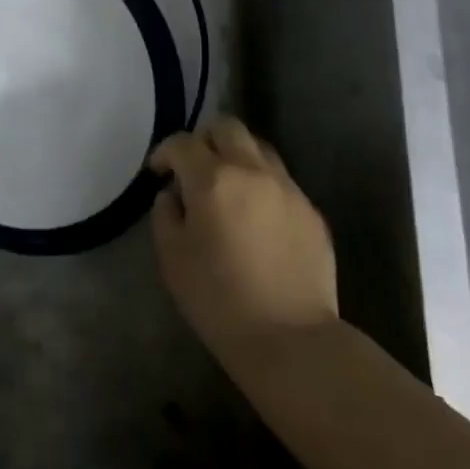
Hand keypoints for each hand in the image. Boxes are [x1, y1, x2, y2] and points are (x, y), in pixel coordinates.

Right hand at [148, 116, 337, 358]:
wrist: (291, 341)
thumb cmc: (219, 301)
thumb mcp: (172, 259)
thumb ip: (166, 215)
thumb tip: (173, 195)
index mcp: (213, 179)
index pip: (182, 143)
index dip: (165, 153)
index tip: (158, 172)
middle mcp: (252, 170)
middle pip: (226, 127)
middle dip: (205, 139)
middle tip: (195, 167)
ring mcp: (287, 188)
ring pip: (258, 148)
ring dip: (237, 156)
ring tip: (229, 187)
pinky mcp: (311, 211)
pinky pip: (282, 181)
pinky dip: (263, 186)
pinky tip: (258, 219)